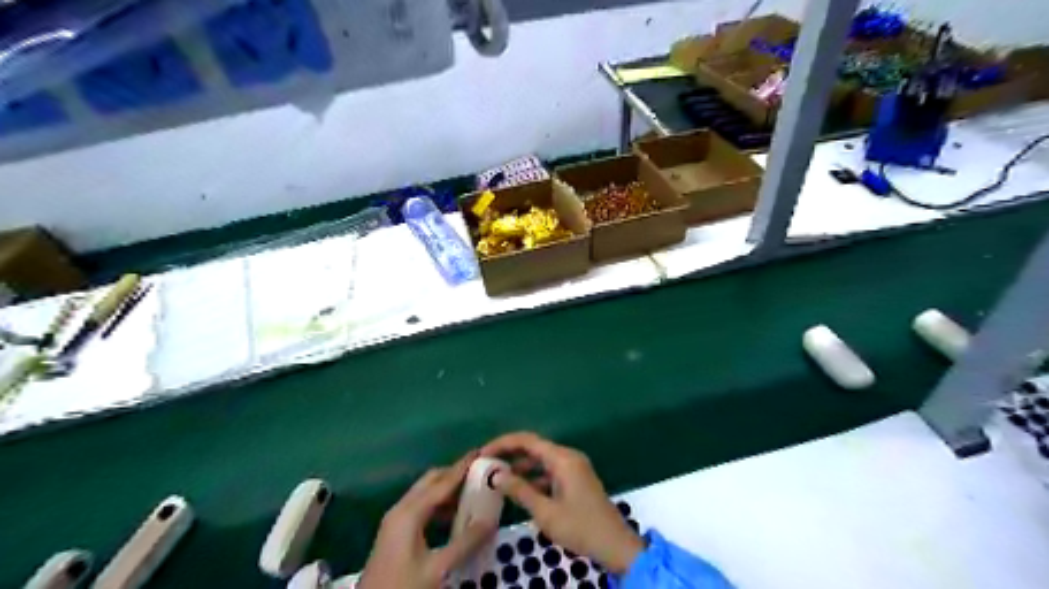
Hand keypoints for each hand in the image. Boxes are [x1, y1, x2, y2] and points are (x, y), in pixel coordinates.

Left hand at [358, 454, 493, 586]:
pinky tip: (454, 517)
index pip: (442, 482)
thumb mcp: (438, 568)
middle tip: (479, 474)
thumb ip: (465, 543)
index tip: (481, 452)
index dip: (462, 468)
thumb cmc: (403, 587)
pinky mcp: (395, 533)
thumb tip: (491, 520)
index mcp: (410, 512)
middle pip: (430, 481)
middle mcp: (401, 510)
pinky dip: (438, 505)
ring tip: (472, 493)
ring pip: (425, 494)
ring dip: (446, 491)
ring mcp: (395, 521)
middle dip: (454, 475)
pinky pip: (420, 508)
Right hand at [479, 430, 643, 572]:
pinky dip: (534, 478)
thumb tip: (496, 475)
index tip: (483, 453)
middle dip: (510, 454)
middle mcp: (568, 457)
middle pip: (534, 448)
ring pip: (541, 460)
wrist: (616, 545)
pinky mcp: (576, 480)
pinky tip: (519, 490)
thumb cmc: (580, 527)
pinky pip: (550, 472)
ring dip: (521, 467)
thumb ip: (520, 491)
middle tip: (486, 464)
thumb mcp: (546, 512)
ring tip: (497, 478)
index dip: (503, 443)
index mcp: (562, 458)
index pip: (527, 440)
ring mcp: (574, 468)